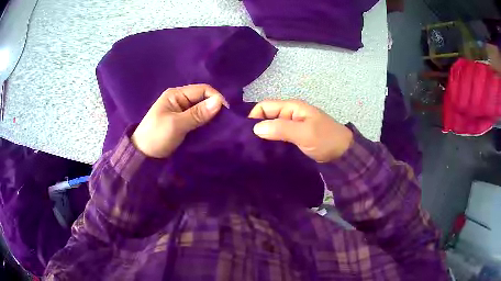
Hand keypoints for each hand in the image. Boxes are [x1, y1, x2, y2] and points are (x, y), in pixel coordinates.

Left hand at [131, 84, 226, 157]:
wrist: (142, 156)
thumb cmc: (156, 137)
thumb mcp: (176, 124)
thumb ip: (197, 113)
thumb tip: (220, 102)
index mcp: (176, 94)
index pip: (202, 90)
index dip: (216, 98)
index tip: (227, 113)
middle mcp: (180, 100)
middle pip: (203, 99)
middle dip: (214, 108)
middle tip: (225, 122)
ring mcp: (181, 112)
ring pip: (202, 110)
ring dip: (211, 117)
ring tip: (220, 127)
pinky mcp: (182, 123)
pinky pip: (198, 119)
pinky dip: (205, 124)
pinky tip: (211, 130)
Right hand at [248, 100, 352, 162]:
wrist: (343, 154)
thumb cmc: (325, 140)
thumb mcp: (304, 133)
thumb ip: (281, 128)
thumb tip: (255, 128)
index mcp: (292, 107)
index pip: (265, 106)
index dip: (253, 117)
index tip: (245, 134)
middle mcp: (290, 114)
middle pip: (266, 116)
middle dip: (256, 127)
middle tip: (246, 144)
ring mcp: (292, 126)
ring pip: (271, 127)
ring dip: (263, 136)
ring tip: (252, 149)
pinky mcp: (294, 137)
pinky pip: (278, 136)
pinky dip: (271, 142)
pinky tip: (265, 152)